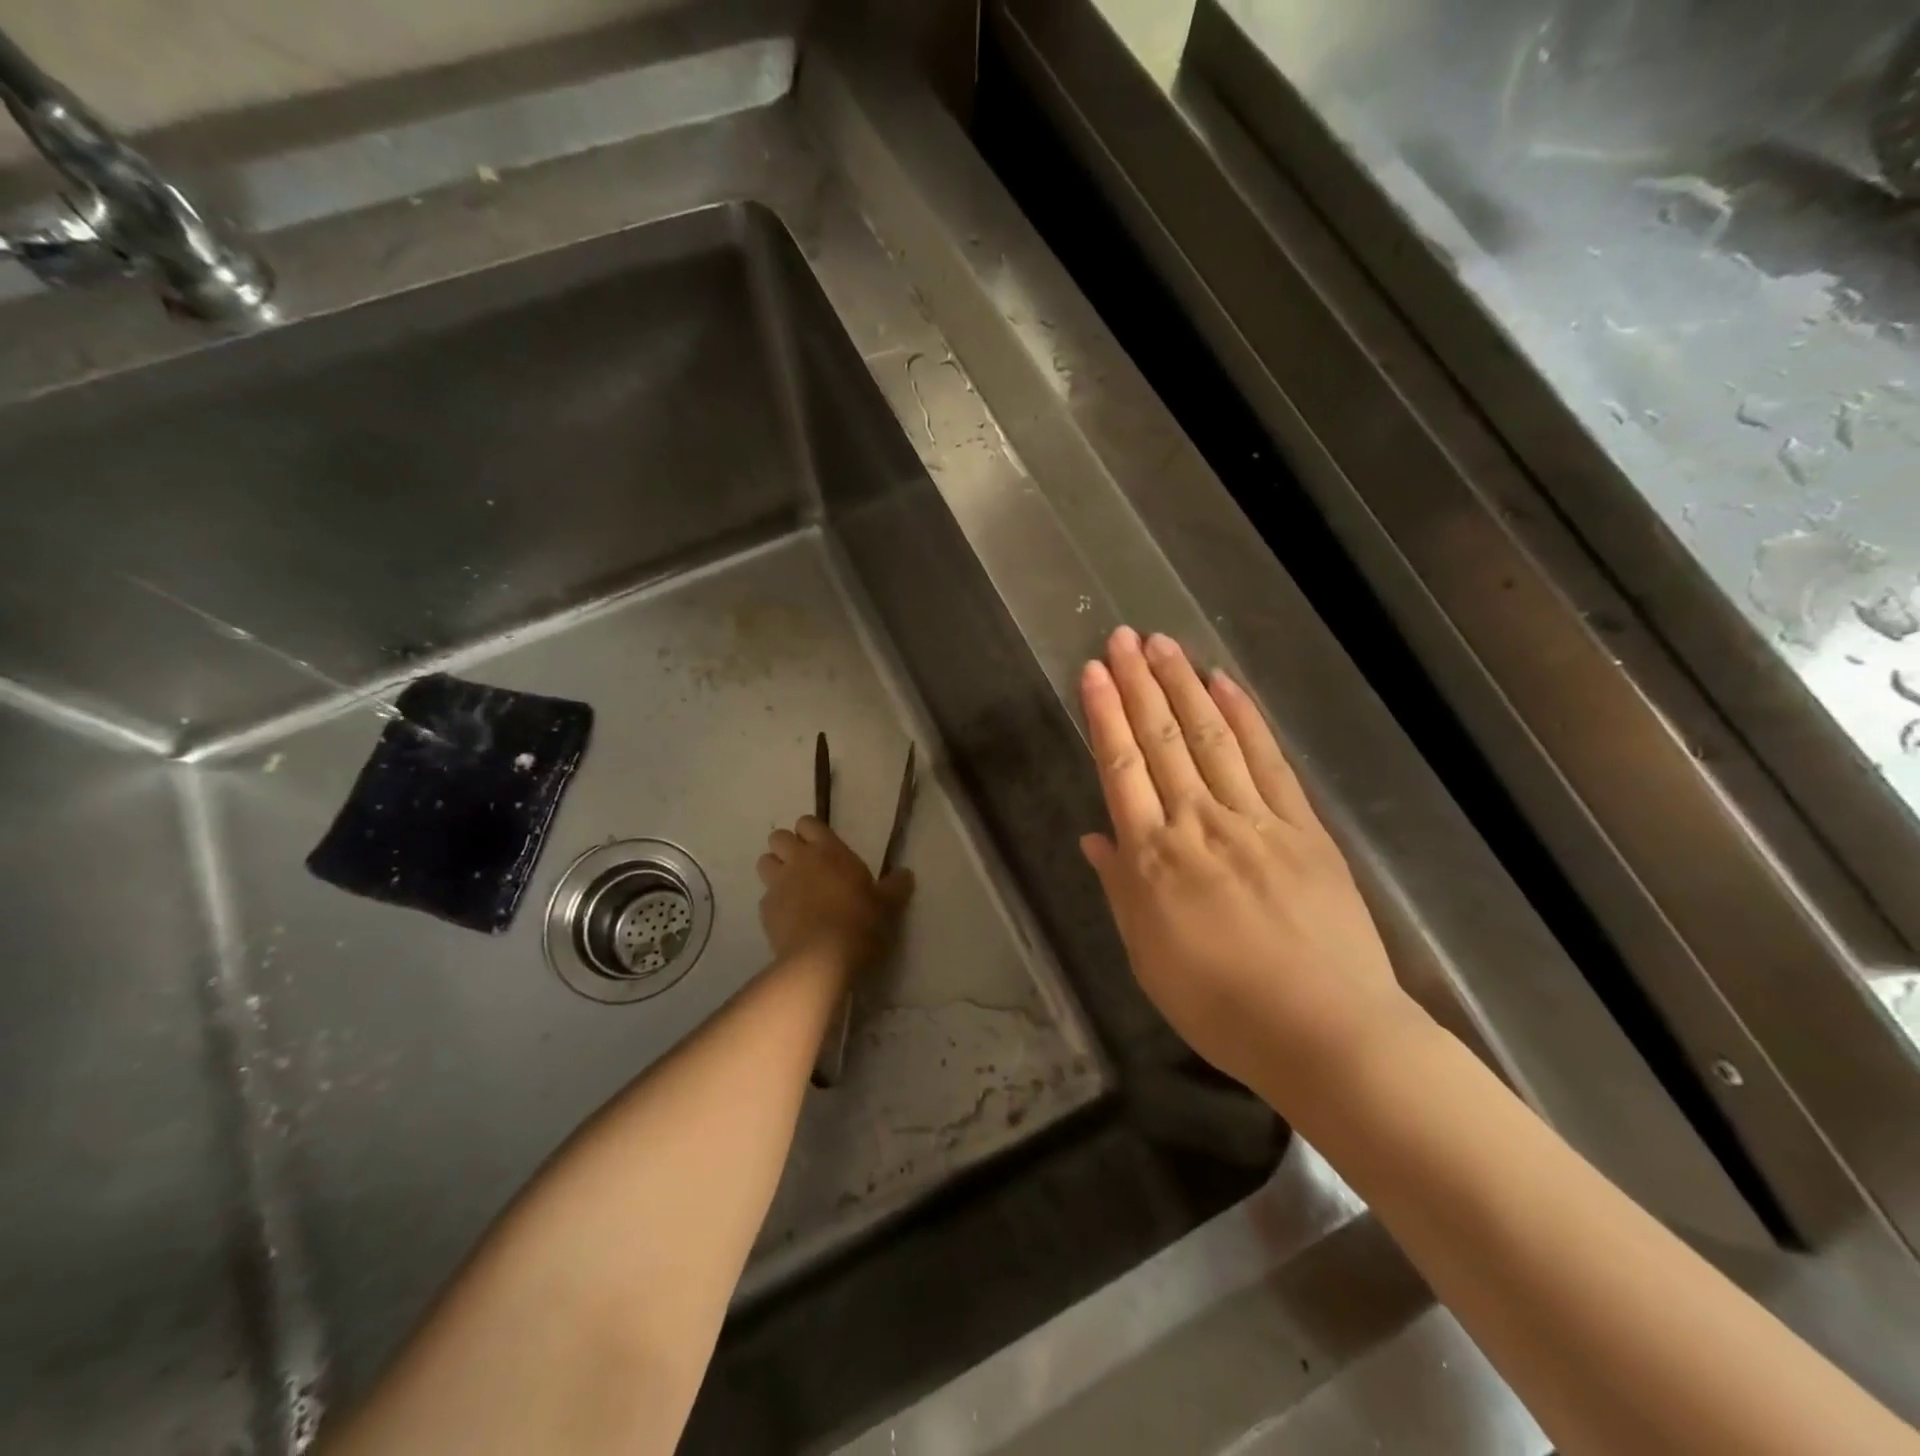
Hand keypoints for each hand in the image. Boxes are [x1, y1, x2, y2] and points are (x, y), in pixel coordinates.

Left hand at [757, 816, 913, 974]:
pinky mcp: (765, 911)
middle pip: (778, 837)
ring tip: (792, 887)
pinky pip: (765, 897)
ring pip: (764, 862)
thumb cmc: (859, 923)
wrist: (821, 959)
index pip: (808, 822)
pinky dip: (775, 902)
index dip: (811, 831)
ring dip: (775, 869)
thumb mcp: (887, 905)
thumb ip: (895, 886)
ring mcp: (778, 884)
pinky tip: (789, 918)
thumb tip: (906, 873)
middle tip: (805, 865)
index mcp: (828, 851)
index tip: (822, 846)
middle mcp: (799, 860)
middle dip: (787, 846)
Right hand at [1079, 627, 1417, 1104]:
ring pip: (1210, 738)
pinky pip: (1267, 761)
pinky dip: (1245, 717)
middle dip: (1139, 683)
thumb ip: (1121, 889)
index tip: (1092, 672)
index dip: (1104, 716)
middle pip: (1161, 741)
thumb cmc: (1221, 1007)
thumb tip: (1095, 836)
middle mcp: (1198, 824)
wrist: (1325, 1033)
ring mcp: (1254, 820)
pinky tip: (1225, 683)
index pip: (1120, 769)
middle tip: (1122, 637)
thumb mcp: (1148, 957)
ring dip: (1183, 686)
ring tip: (1164, 643)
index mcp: (1153, 859)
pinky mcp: (1302, 826)